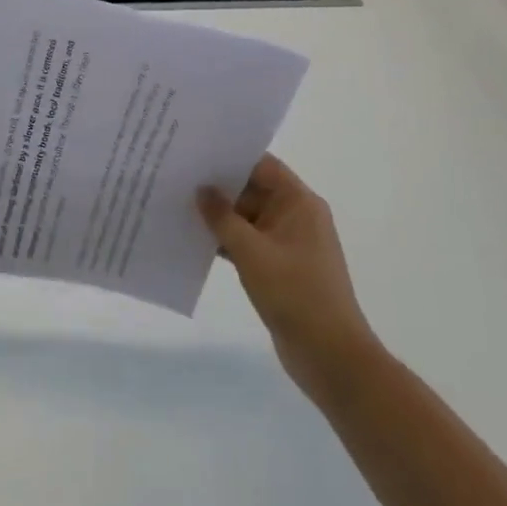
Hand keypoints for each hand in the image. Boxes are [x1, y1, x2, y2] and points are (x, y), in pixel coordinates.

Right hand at [198, 154, 379, 405]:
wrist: (330, 355)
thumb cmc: (295, 294)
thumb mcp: (252, 252)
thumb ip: (222, 218)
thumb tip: (201, 189)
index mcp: (299, 203)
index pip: (261, 165)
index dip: (230, 156)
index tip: (194, 150)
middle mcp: (295, 216)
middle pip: (252, 189)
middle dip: (217, 186)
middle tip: (176, 176)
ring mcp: (287, 243)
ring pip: (246, 218)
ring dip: (217, 215)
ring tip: (176, 204)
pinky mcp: (278, 267)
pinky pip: (247, 242)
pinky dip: (224, 240)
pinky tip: (192, 239)